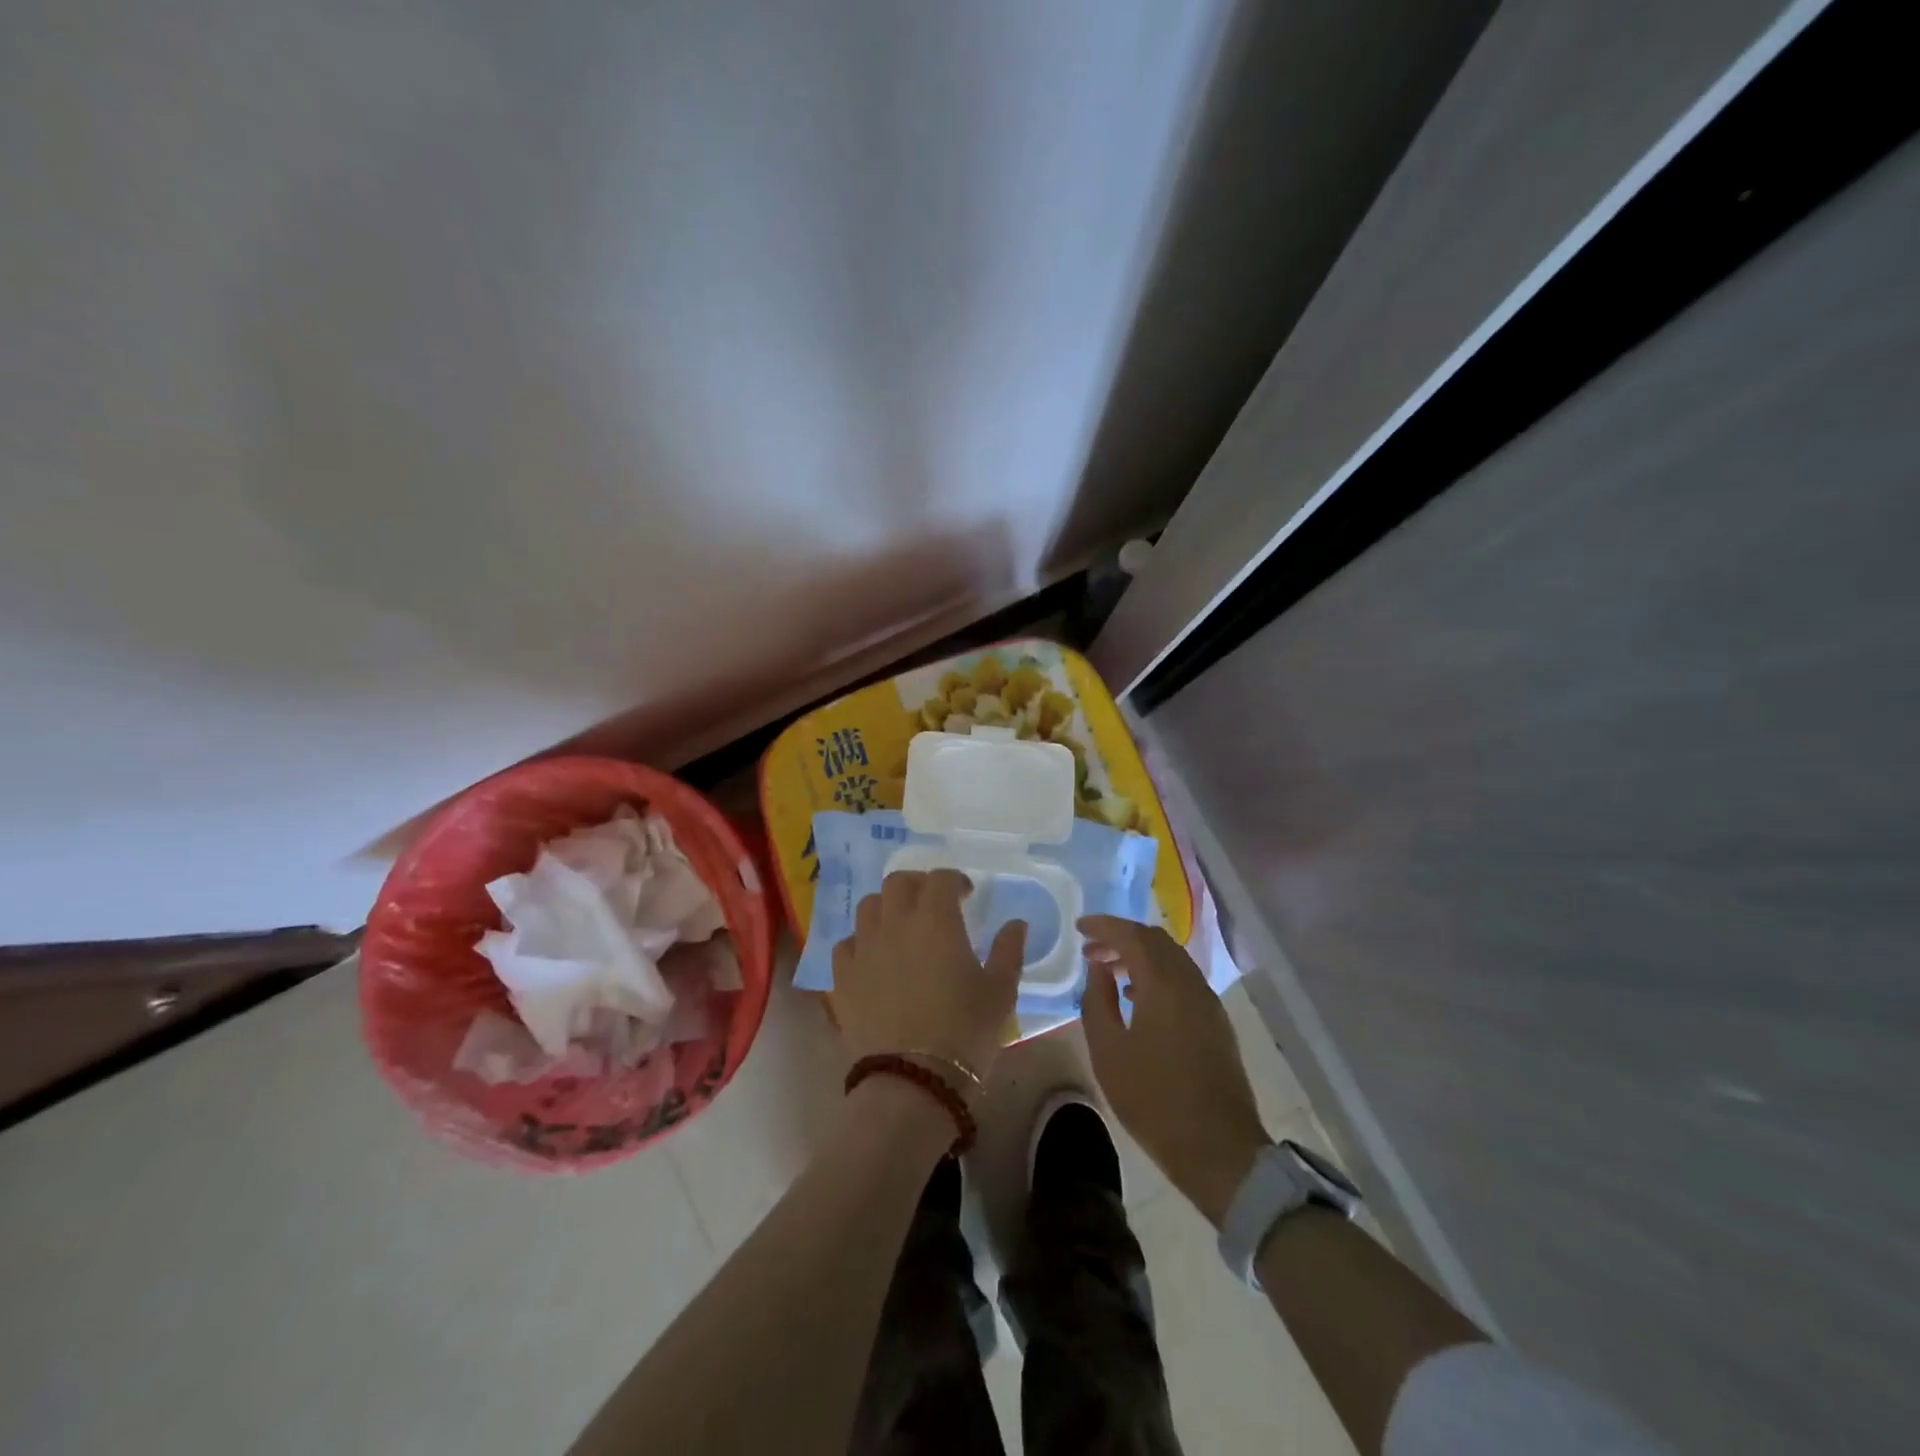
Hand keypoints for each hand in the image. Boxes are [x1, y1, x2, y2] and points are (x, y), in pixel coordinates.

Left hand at [832, 870, 1025, 1089]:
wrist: (913, 1081)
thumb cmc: (965, 1032)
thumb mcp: (1000, 992)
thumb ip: (1008, 950)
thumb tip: (1016, 924)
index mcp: (936, 920)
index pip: (940, 879)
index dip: (954, 880)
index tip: (967, 895)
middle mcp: (895, 923)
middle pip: (898, 882)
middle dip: (917, 885)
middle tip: (932, 903)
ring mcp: (864, 948)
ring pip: (868, 907)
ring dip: (887, 908)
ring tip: (901, 927)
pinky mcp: (842, 977)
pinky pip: (846, 944)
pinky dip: (861, 942)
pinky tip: (873, 958)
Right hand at [1080, 914, 1269, 1226]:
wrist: (1218, 1148)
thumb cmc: (1153, 1099)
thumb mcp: (1108, 1051)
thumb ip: (1097, 1001)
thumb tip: (1099, 969)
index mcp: (1163, 983)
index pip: (1131, 935)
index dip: (1103, 925)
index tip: (1079, 927)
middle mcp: (1190, 982)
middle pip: (1155, 940)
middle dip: (1121, 938)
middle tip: (1091, 951)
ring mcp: (1208, 1001)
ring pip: (1172, 958)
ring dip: (1141, 956)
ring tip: (1110, 972)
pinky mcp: (1216, 1021)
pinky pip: (1183, 978)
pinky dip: (1158, 974)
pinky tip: (1139, 998)